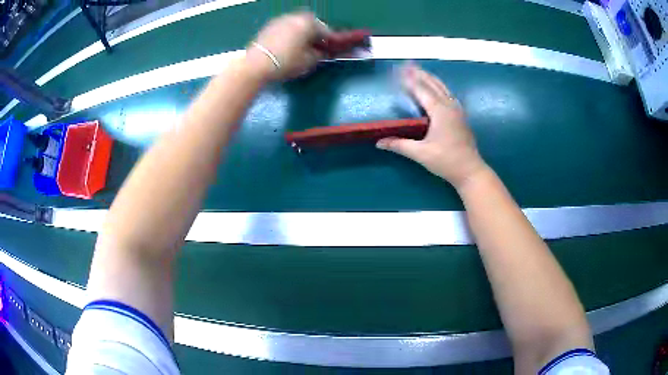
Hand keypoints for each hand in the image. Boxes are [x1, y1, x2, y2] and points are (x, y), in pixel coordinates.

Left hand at [246, 12, 328, 80]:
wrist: (256, 64)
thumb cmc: (286, 62)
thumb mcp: (309, 61)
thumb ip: (320, 54)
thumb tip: (322, 52)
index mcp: (309, 22)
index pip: (326, 31)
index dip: (330, 42)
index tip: (332, 51)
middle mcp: (295, 17)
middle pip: (311, 25)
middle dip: (315, 35)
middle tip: (316, 48)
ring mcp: (280, 20)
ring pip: (297, 26)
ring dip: (301, 34)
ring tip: (301, 48)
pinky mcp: (268, 26)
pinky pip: (285, 29)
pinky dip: (289, 35)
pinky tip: (287, 46)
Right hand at [377, 65, 488, 188]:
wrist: (471, 171)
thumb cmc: (446, 161)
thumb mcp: (421, 154)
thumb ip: (400, 145)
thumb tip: (379, 142)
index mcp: (440, 111)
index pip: (421, 90)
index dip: (409, 79)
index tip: (398, 70)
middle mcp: (450, 106)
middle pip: (433, 84)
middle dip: (420, 74)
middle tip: (407, 64)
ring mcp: (458, 110)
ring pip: (443, 88)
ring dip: (430, 78)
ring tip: (419, 71)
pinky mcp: (461, 116)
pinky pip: (448, 95)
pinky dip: (439, 87)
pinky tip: (436, 88)